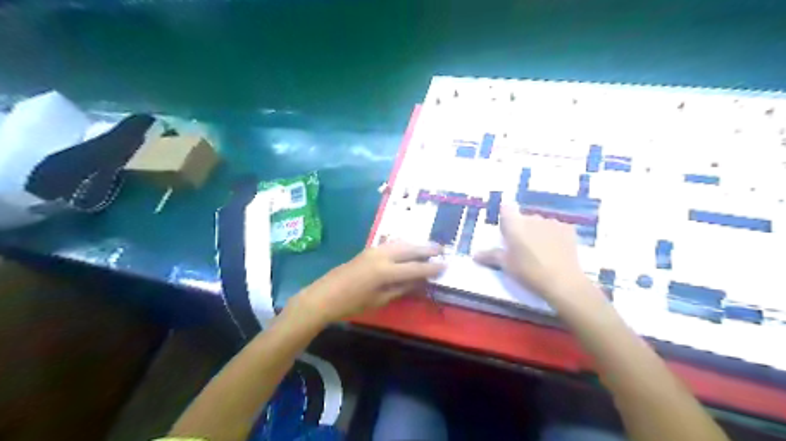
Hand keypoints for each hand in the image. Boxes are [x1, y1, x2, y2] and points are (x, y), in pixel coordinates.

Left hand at [291, 241, 443, 323]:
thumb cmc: (351, 304)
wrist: (324, 296)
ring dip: (416, 244)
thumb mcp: (379, 300)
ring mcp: (374, 250)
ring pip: (400, 243)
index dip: (431, 267)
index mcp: (385, 271)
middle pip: (409, 249)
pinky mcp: (368, 250)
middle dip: (427, 248)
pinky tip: (409, 247)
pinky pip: (391, 243)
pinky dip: (404, 244)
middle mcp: (381, 255)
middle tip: (442, 249)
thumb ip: (401, 288)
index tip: (445, 265)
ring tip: (429, 246)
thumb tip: (419, 281)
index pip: (414, 267)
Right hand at [475, 203, 592, 303]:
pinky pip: (556, 228)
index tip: (506, 231)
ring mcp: (552, 222)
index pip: (506, 209)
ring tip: (540, 251)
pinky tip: (555, 250)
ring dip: (538, 232)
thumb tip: (474, 255)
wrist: (562, 281)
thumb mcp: (506, 265)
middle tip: (522, 248)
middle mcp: (533, 218)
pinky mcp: (568, 229)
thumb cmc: (528, 271)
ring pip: (540, 223)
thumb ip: (490, 256)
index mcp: (515, 224)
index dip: (505, 217)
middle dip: (522, 229)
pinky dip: (554, 236)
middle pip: (524, 218)